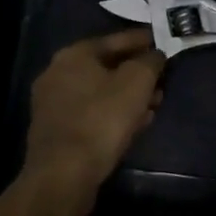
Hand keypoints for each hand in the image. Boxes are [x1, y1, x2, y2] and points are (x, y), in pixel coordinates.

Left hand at [20, 28, 164, 215]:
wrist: (63, 176)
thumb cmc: (102, 119)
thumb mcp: (137, 82)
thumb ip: (150, 61)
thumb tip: (155, 55)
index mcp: (74, 54)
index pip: (116, 39)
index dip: (143, 40)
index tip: (162, 42)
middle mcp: (57, 73)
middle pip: (107, 66)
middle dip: (137, 72)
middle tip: (161, 79)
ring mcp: (53, 104)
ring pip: (100, 92)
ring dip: (128, 96)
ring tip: (155, 104)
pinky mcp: (56, 132)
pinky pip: (92, 113)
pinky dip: (113, 113)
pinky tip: (136, 123)